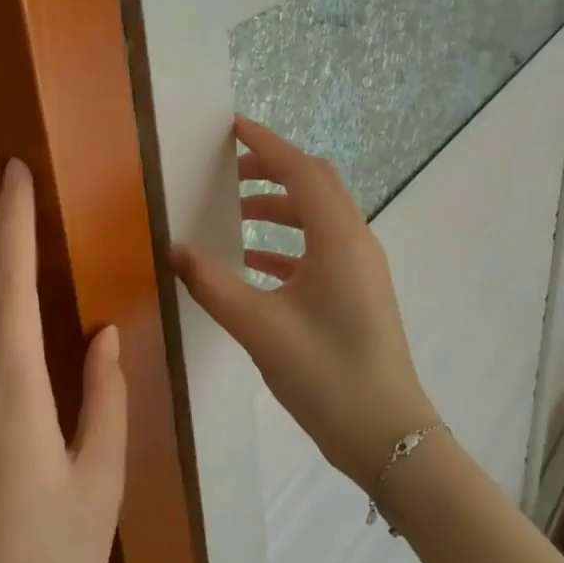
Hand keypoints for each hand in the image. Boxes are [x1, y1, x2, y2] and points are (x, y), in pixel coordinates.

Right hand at [171, 116, 436, 490]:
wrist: (389, 436)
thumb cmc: (327, 375)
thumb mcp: (260, 328)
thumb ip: (213, 284)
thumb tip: (174, 249)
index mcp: (338, 238)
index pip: (300, 170)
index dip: (265, 144)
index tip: (232, 126)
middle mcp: (355, 241)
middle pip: (314, 183)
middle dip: (271, 169)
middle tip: (227, 170)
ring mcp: (361, 266)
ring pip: (318, 215)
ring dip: (278, 206)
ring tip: (234, 213)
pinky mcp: (358, 290)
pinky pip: (320, 247)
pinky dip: (286, 242)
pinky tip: (252, 263)